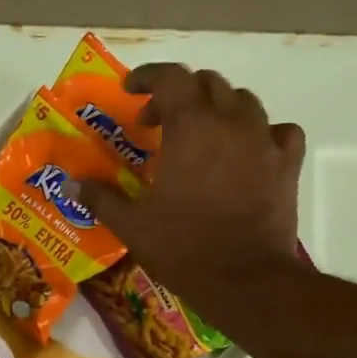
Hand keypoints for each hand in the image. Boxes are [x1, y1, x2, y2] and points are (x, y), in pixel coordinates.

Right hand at [73, 64, 304, 304]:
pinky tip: (249, 151)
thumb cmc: (183, 248)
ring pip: (243, 101)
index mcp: (191, 126)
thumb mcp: (132, 225)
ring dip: (218, 108)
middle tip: (157, 122)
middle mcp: (231, 121)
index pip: (170, 78)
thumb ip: (100, 197)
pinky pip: (278, 131)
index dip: (147, 77)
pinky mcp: (287, 164)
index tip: (130, 90)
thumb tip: (68, 183)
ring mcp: (265, 140)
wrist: (245, 280)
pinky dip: (260, 133)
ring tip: (201, 134)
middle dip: (179, 95)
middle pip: (208, 84)